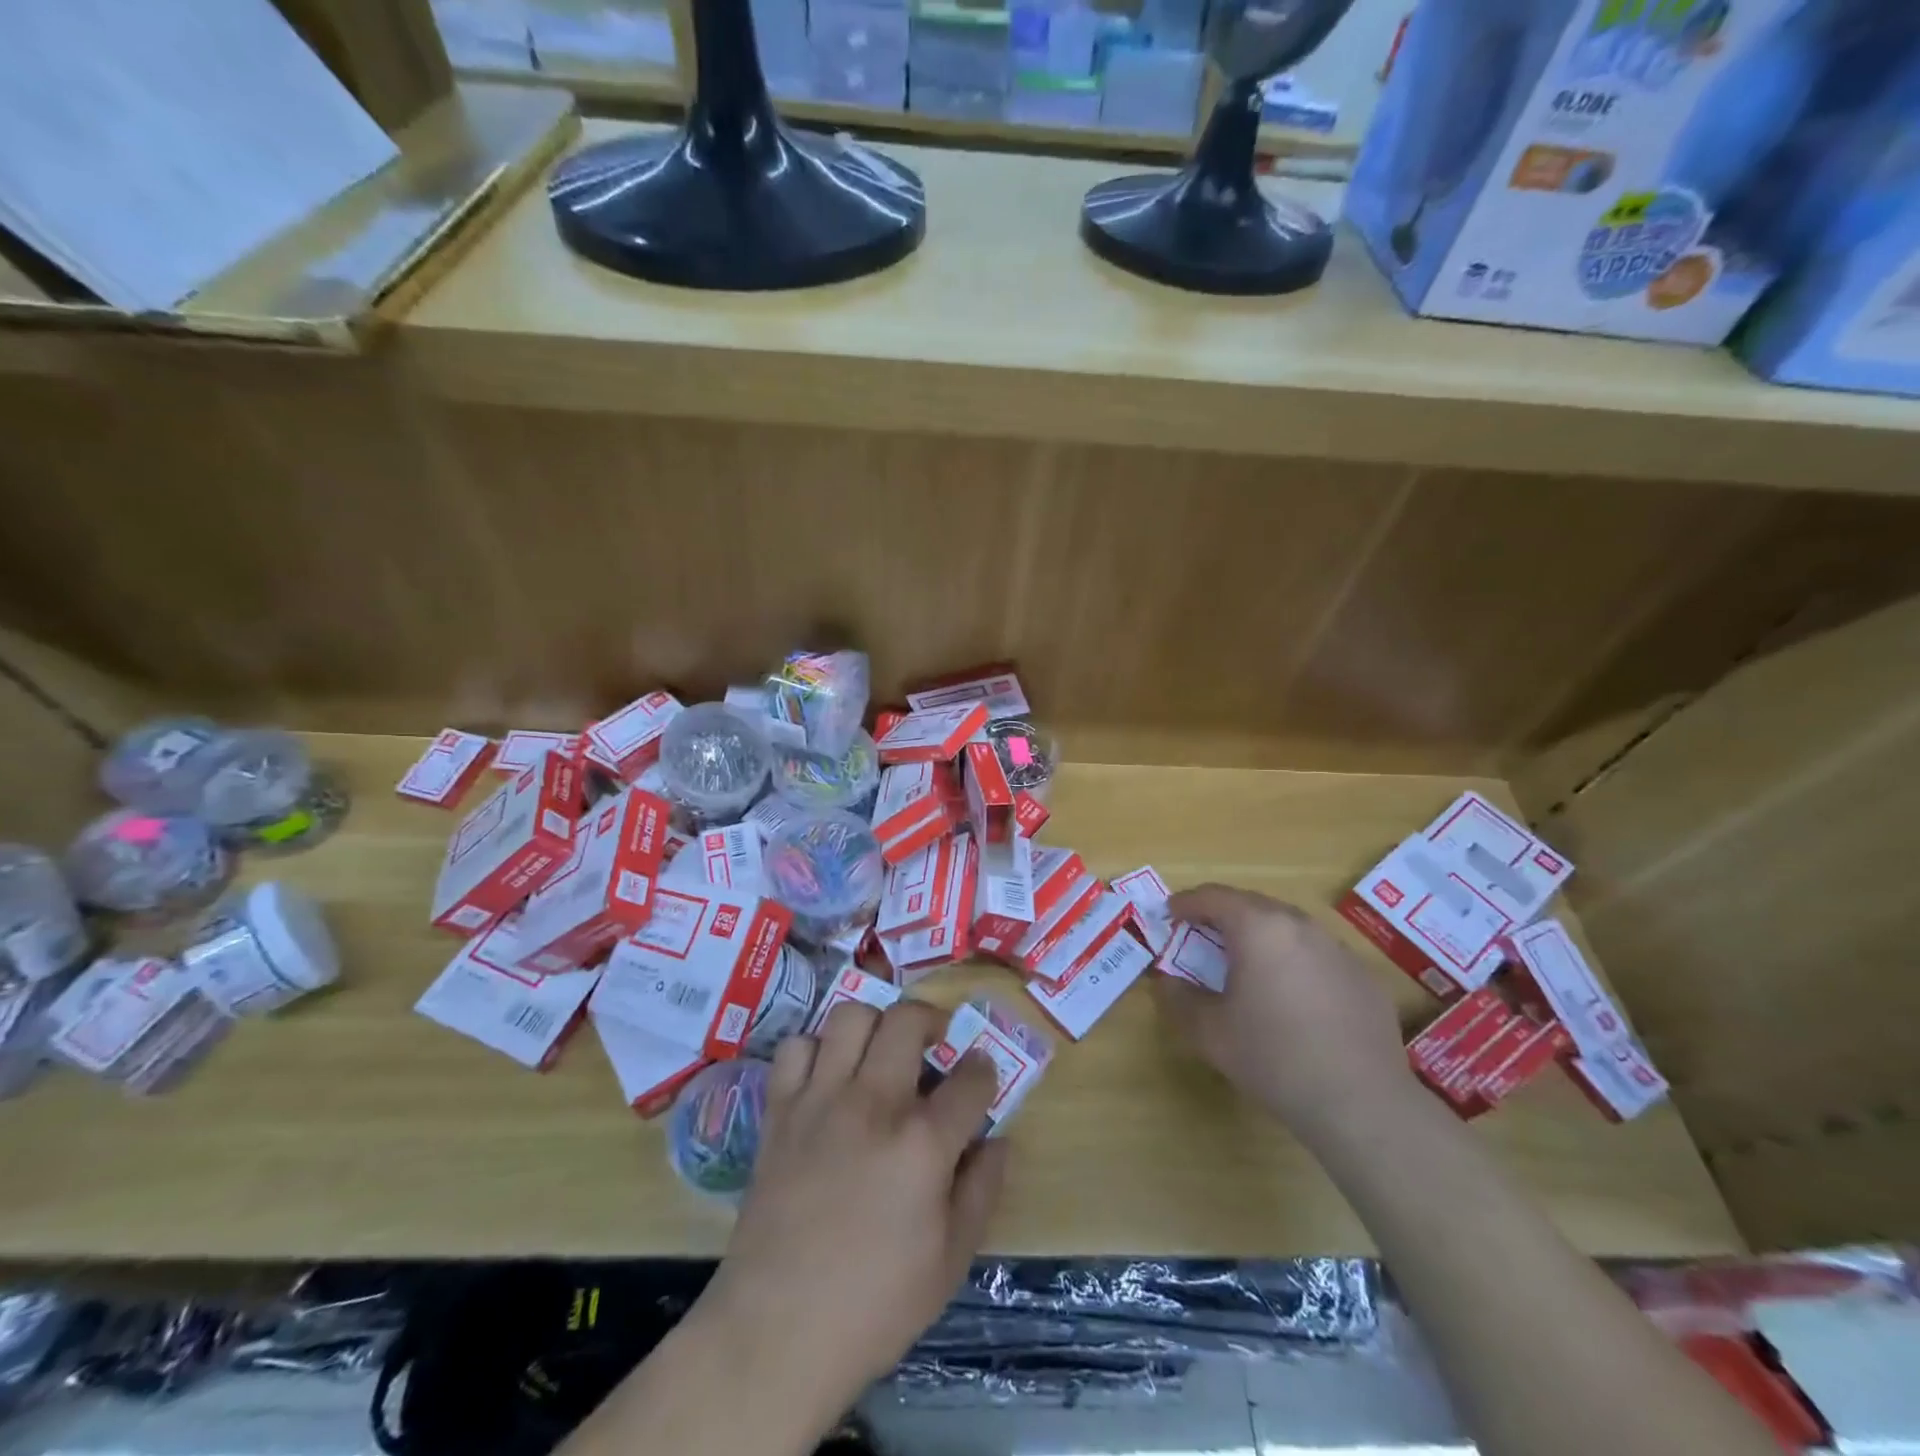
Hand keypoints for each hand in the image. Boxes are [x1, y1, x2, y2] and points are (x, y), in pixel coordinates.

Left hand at [696, 1001, 1005, 1426]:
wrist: (777, 1330)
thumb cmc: (874, 1305)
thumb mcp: (950, 1262)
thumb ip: (981, 1190)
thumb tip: (998, 1140)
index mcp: (923, 1143)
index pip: (971, 1079)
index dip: (984, 1071)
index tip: (981, 1075)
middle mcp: (874, 1104)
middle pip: (907, 1021)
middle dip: (931, 1021)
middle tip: (933, 1044)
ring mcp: (821, 1100)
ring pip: (850, 1016)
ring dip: (874, 1024)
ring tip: (880, 1051)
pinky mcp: (781, 1111)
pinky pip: (796, 1047)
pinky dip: (815, 1050)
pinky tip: (826, 1076)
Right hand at [1155, 884, 1414, 1141]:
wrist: (1361, 1104)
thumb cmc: (1274, 1059)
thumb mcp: (1209, 1032)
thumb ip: (1178, 999)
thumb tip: (1167, 982)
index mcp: (1258, 928)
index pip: (1213, 897)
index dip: (1186, 903)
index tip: (1170, 914)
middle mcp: (1300, 926)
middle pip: (1252, 904)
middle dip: (1222, 915)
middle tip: (1201, 936)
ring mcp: (1338, 949)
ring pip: (1288, 927)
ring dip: (1260, 936)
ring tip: (1246, 964)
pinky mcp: (1364, 977)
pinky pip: (1318, 954)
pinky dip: (1294, 960)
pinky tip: (1292, 996)